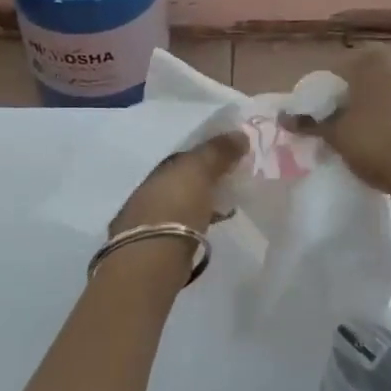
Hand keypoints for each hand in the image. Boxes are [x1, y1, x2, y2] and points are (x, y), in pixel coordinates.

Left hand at [109, 130, 248, 236]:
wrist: (151, 257)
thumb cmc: (176, 206)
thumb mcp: (198, 170)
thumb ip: (217, 152)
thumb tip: (240, 134)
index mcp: (161, 169)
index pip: (187, 156)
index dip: (210, 153)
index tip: (234, 155)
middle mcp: (152, 190)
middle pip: (184, 179)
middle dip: (205, 178)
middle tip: (233, 179)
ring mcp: (152, 219)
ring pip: (183, 202)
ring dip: (202, 200)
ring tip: (228, 204)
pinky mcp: (158, 245)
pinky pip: (185, 224)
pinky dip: (198, 221)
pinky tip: (212, 226)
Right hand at [285, 43, 390, 226]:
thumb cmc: (381, 147)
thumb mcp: (337, 136)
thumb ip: (309, 122)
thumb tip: (283, 116)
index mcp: (373, 59)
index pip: (335, 71)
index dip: (322, 95)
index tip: (318, 119)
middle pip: (365, 77)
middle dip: (351, 97)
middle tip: (341, 126)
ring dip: (377, 106)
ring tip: (369, 135)